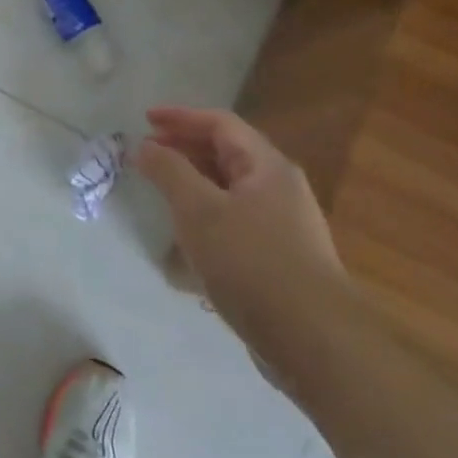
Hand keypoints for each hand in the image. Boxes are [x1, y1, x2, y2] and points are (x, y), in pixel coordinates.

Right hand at [134, 107, 349, 369]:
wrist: (313, 340)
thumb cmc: (251, 261)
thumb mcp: (199, 210)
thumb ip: (168, 171)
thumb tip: (145, 145)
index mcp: (267, 166)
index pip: (220, 124)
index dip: (180, 117)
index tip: (144, 119)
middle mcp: (280, 188)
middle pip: (227, 153)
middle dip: (184, 148)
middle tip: (147, 154)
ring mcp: (283, 225)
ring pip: (230, 188)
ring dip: (193, 182)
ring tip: (161, 191)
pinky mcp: (279, 257)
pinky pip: (235, 219)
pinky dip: (206, 214)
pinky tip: (187, 236)